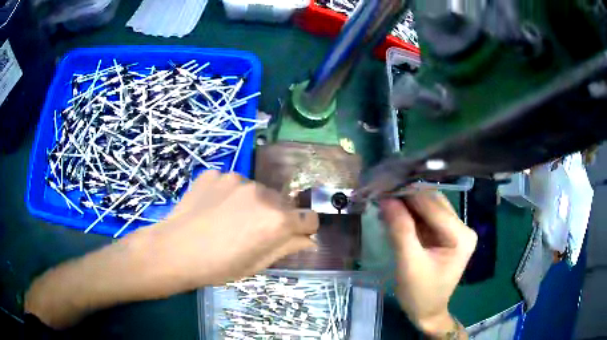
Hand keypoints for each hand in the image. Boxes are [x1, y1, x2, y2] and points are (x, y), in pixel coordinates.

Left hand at [136, 170, 319, 290]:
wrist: (174, 249)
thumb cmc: (217, 266)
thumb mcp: (256, 264)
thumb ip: (286, 248)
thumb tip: (308, 240)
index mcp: (276, 220)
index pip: (309, 217)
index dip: (304, 228)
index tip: (292, 235)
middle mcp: (262, 192)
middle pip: (282, 202)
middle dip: (275, 215)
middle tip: (252, 231)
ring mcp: (236, 178)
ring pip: (257, 190)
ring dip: (252, 203)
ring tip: (228, 219)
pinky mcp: (216, 173)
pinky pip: (231, 182)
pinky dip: (228, 194)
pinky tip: (212, 208)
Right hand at [380, 192, 476, 336]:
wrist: (426, 312)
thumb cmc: (420, 294)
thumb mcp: (408, 264)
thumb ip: (400, 230)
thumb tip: (386, 199)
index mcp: (461, 236)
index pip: (433, 207)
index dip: (408, 195)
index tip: (382, 186)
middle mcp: (462, 228)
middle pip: (432, 203)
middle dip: (406, 198)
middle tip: (380, 192)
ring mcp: (453, 231)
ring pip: (428, 208)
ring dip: (406, 204)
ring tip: (382, 201)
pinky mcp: (444, 235)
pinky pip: (425, 218)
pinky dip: (408, 215)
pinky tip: (392, 213)